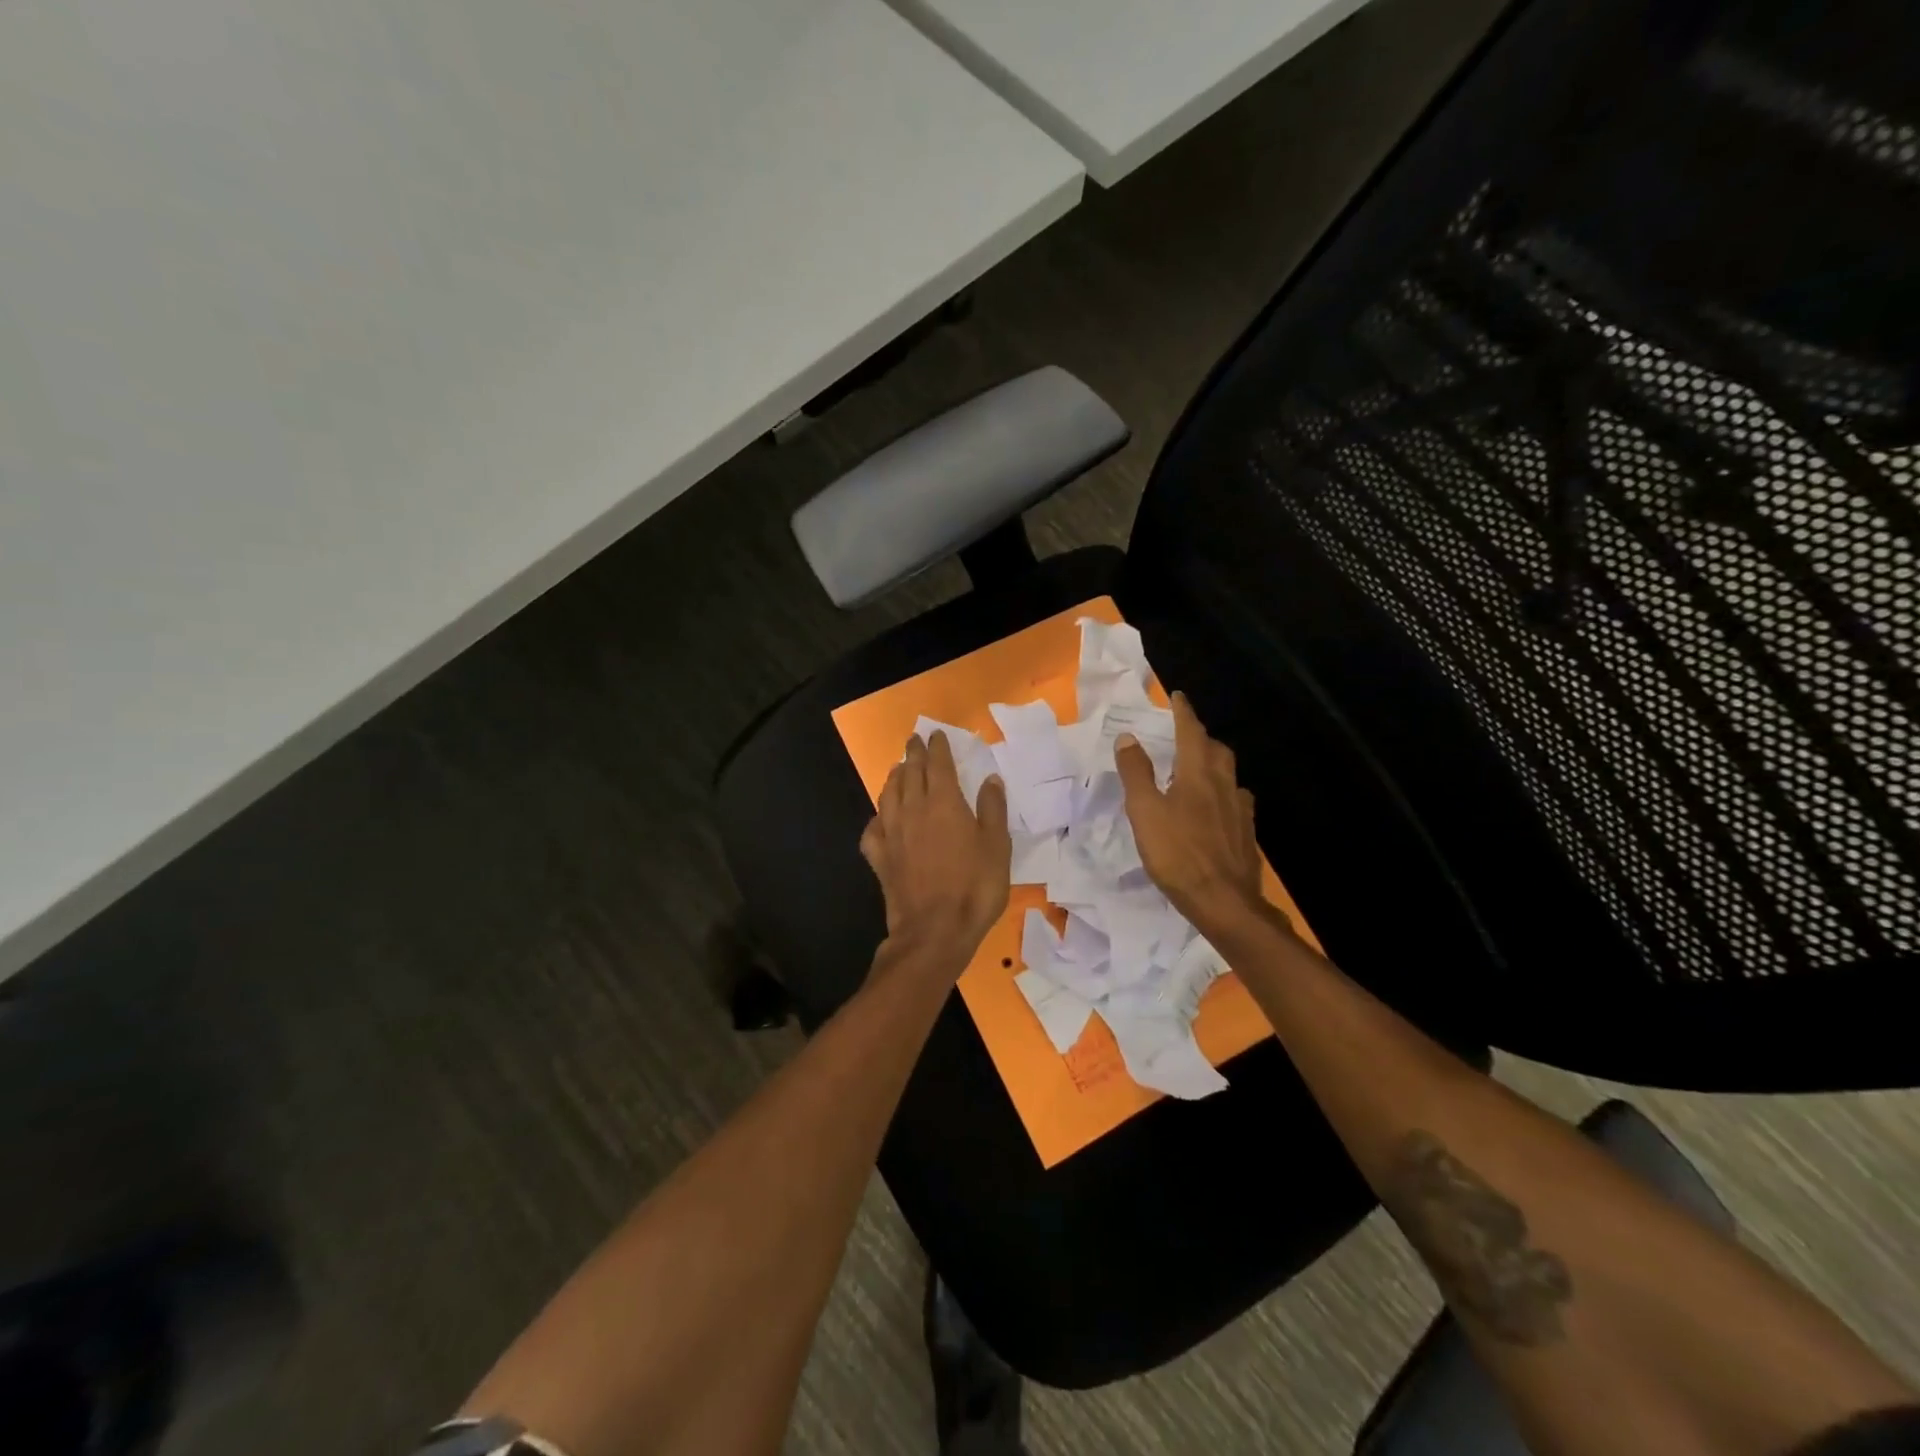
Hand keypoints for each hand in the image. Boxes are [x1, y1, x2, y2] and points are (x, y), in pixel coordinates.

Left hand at [860, 732, 1011, 971]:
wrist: (934, 930)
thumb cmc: (974, 887)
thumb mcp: (997, 847)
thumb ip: (993, 809)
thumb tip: (990, 779)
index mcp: (944, 802)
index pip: (938, 764)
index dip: (937, 746)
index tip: (936, 734)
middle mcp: (913, 809)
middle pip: (910, 773)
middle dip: (913, 754)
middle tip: (914, 741)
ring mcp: (892, 833)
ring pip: (888, 794)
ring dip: (894, 778)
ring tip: (898, 769)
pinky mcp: (880, 857)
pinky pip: (873, 829)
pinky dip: (877, 817)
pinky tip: (881, 819)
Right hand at [1115, 692, 1264, 933]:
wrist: (1224, 902)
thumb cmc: (1178, 854)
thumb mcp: (1145, 812)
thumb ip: (1136, 773)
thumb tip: (1128, 737)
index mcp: (1198, 774)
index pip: (1191, 732)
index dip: (1183, 712)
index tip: (1177, 697)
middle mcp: (1224, 784)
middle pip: (1216, 749)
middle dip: (1200, 737)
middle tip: (1183, 736)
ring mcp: (1240, 809)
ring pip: (1228, 775)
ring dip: (1213, 764)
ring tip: (1196, 770)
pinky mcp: (1246, 833)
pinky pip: (1236, 801)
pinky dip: (1223, 793)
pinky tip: (1215, 809)